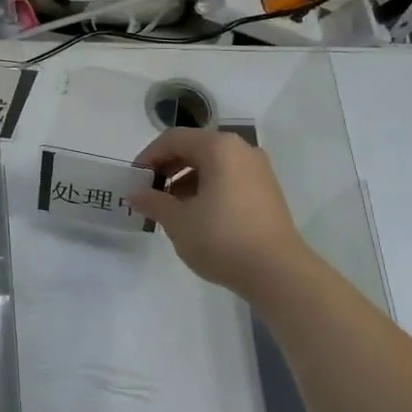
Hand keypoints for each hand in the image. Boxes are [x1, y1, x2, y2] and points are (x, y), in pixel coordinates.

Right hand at [126, 128, 309, 295]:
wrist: (277, 272)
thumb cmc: (222, 238)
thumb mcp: (178, 221)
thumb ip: (153, 202)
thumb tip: (135, 195)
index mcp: (219, 148)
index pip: (174, 139)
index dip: (148, 156)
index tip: (134, 180)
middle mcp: (241, 150)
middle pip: (194, 147)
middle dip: (167, 167)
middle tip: (149, 193)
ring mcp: (258, 170)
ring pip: (212, 164)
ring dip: (186, 179)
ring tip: (170, 207)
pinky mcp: (266, 191)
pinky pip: (228, 177)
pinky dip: (207, 188)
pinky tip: (196, 214)